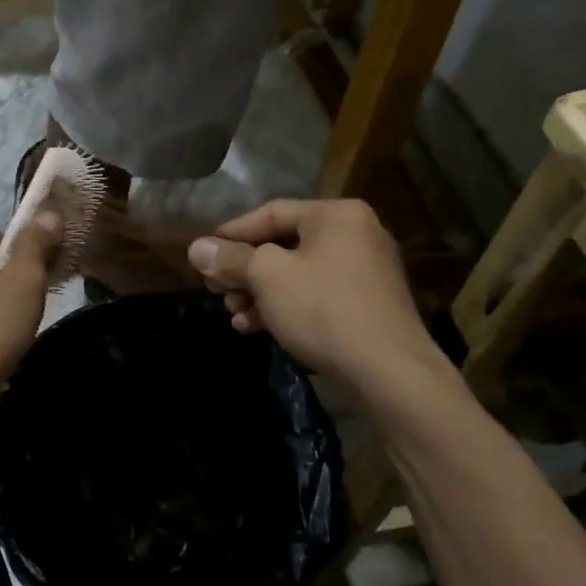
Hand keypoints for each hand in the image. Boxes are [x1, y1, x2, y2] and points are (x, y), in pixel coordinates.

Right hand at [188, 199, 453, 414]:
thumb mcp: (268, 277)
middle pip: (284, 245)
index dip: (233, 232)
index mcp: (337, 215)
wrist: (389, 372)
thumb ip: (230, 258)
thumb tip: (196, 248)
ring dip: (260, 293)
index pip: (272, 212)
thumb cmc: (324, 309)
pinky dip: (285, 307)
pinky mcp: (367, 307)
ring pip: (298, 274)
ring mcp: (365, 272)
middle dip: (245, 270)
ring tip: (232, 313)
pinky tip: (255, 327)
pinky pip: (316, 296)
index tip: (205, 253)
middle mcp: (356, 235)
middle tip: (216, 288)